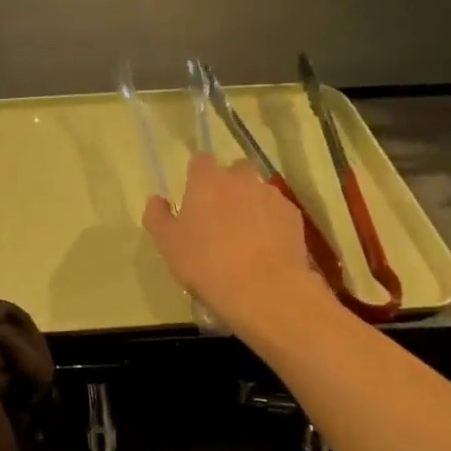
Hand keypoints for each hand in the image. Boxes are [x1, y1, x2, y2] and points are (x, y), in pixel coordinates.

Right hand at [143, 154, 316, 329]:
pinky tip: (266, 247)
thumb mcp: (168, 245)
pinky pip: (277, 211)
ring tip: (245, 236)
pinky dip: (271, 222)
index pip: (200, 160)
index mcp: (207, 181)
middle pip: (234, 170)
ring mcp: (270, 195)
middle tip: (220, 215)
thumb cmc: (207, 264)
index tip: (194, 195)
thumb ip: (158, 217)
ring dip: (251, 204)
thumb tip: (156, 200)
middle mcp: (241, 179)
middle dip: (228, 185)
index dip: (197, 175)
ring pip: (258, 190)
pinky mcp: (293, 216)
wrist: (264, 289)